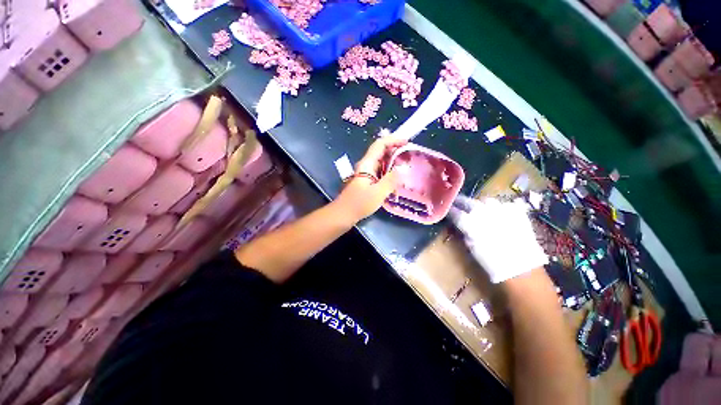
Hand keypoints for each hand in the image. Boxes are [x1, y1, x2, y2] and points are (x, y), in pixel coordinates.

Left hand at [334, 134, 407, 222]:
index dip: (393, 140)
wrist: (343, 214)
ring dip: (394, 162)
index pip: (380, 144)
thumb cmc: (359, 203)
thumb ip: (391, 180)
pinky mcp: (367, 181)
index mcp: (367, 164)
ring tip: (406, 167)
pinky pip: (380, 172)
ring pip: (381, 162)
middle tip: (410, 156)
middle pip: (381, 152)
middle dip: (396, 151)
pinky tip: (397, 180)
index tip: (407, 142)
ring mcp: (366, 173)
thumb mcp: (378, 193)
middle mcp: (366, 165)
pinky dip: (389, 172)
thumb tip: (402, 169)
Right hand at [449, 196, 547, 282]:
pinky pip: (505, 205)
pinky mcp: (517, 212)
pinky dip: (499, 207)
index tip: (447, 210)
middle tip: (457, 203)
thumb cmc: (492, 262)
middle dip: (461, 202)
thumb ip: (464, 233)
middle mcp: (484, 212)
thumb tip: (460, 226)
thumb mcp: (472, 248)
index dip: (450, 211)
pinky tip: (499, 213)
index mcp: (470, 222)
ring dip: (480, 203)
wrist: (522, 268)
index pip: (455, 212)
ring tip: (479, 207)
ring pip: (487, 200)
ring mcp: (502, 210)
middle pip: (469, 202)